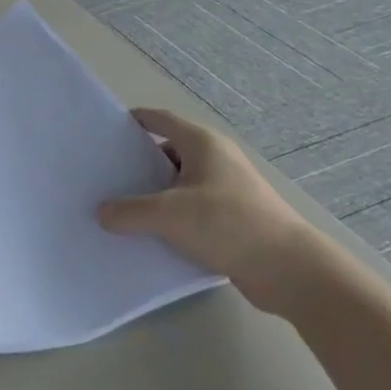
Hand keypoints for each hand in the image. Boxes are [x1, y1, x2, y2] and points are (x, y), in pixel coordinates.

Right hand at [97, 107, 315, 315]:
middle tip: (104, 178)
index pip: (160, 120)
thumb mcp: (169, 215)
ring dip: (152, 197)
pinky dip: (170, 219)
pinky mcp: (231, 219)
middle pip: (166, 154)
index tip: (104, 131)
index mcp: (202, 144)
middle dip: (136, 165)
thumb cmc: (228, 224)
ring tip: (118, 211)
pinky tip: (148, 237)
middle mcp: (214, 160)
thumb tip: (102, 213)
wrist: (289, 269)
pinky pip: (190, 212)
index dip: (132, 121)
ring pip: (177, 186)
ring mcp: (225, 190)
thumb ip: (129, 211)